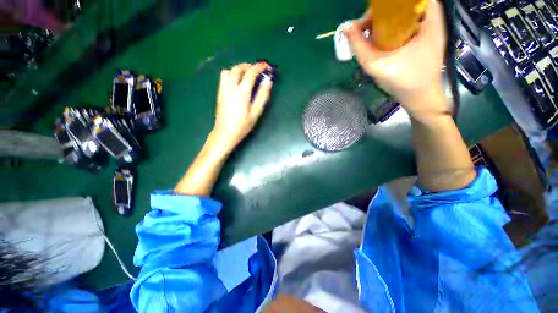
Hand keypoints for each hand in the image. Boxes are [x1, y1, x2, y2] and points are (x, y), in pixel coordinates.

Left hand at [211, 62, 273, 153]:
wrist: (224, 134)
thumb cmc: (242, 126)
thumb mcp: (255, 113)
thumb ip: (262, 96)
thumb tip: (268, 81)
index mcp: (241, 93)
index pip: (250, 73)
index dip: (259, 67)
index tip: (266, 66)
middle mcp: (231, 88)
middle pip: (238, 68)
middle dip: (249, 66)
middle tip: (257, 71)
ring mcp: (223, 90)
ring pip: (229, 71)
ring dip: (239, 69)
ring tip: (247, 76)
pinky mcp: (219, 93)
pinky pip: (224, 78)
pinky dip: (232, 75)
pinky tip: (237, 83)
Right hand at [344, 0, 447, 116]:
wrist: (420, 97)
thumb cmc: (403, 82)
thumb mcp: (377, 65)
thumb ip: (359, 47)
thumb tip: (346, 28)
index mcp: (427, 20)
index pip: (408, 0)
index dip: (385, 6)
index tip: (369, 19)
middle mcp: (431, 19)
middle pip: (402, 5)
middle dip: (379, 15)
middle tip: (364, 30)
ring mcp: (428, 28)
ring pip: (402, 15)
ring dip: (382, 23)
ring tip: (369, 38)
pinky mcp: (423, 37)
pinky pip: (404, 25)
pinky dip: (389, 30)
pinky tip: (379, 42)